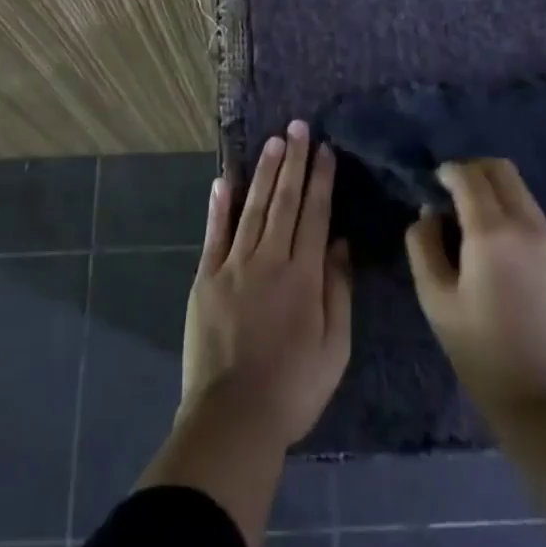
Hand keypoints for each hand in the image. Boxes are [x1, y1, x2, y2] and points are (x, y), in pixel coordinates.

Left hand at [180, 121, 352, 450]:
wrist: (232, 418)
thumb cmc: (293, 388)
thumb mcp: (334, 348)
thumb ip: (338, 291)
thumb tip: (339, 243)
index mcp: (303, 276)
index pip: (314, 215)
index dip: (320, 179)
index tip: (324, 149)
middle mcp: (268, 260)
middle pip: (283, 201)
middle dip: (293, 161)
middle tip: (298, 128)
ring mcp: (233, 266)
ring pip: (252, 208)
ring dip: (264, 172)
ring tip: (273, 142)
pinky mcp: (205, 278)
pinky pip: (214, 234)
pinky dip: (220, 205)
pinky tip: (225, 179)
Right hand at [406, 159, 545, 418]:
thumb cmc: (482, 352)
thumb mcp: (436, 300)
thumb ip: (423, 246)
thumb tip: (429, 214)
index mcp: (492, 232)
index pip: (469, 176)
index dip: (447, 171)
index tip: (431, 183)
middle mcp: (525, 224)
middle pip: (500, 169)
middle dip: (471, 171)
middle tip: (449, 194)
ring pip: (519, 187)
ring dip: (491, 188)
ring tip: (468, 218)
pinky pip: (530, 210)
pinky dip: (508, 206)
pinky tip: (492, 240)